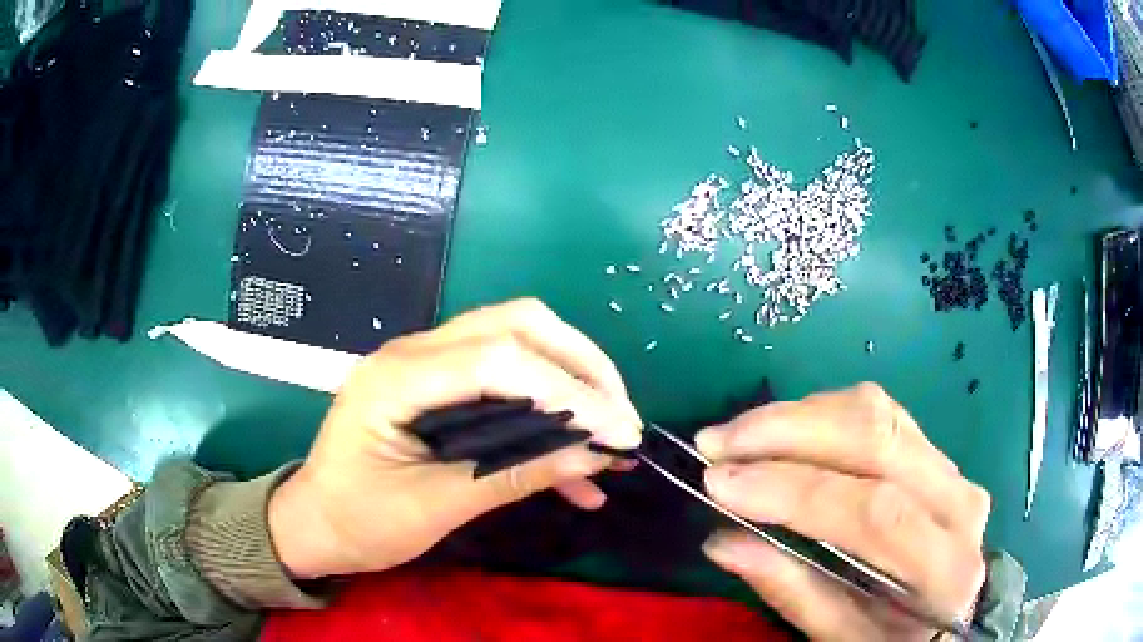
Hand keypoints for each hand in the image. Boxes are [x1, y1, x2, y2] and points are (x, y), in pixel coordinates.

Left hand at [267, 299, 641, 578]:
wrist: (316, 524)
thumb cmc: (359, 521)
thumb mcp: (434, 508)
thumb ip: (512, 477)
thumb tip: (593, 457)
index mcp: (399, 377)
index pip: (501, 358)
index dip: (571, 390)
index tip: (621, 431)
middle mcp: (416, 352)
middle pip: (517, 326)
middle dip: (581, 367)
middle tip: (621, 418)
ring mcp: (430, 365)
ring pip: (518, 344)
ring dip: (573, 384)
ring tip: (611, 438)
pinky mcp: (442, 388)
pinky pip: (506, 383)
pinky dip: (547, 415)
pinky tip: (575, 470)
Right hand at [696, 383, 989, 640]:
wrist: (947, 609)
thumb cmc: (891, 636)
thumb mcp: (841, 637)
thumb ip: (792, 591)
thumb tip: (721, 541)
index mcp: (945, 567)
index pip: (874, 512)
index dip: (794, 489)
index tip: (720, 482)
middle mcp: (959, 501)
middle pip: (878, 440)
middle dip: (788, 432)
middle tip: (716, 443)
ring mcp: (951, 467)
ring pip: (876, 413)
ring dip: (797, 415)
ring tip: (736, 435)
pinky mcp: (934, 448)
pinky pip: (878, 412)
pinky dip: (820, 412)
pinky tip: (781, 430)